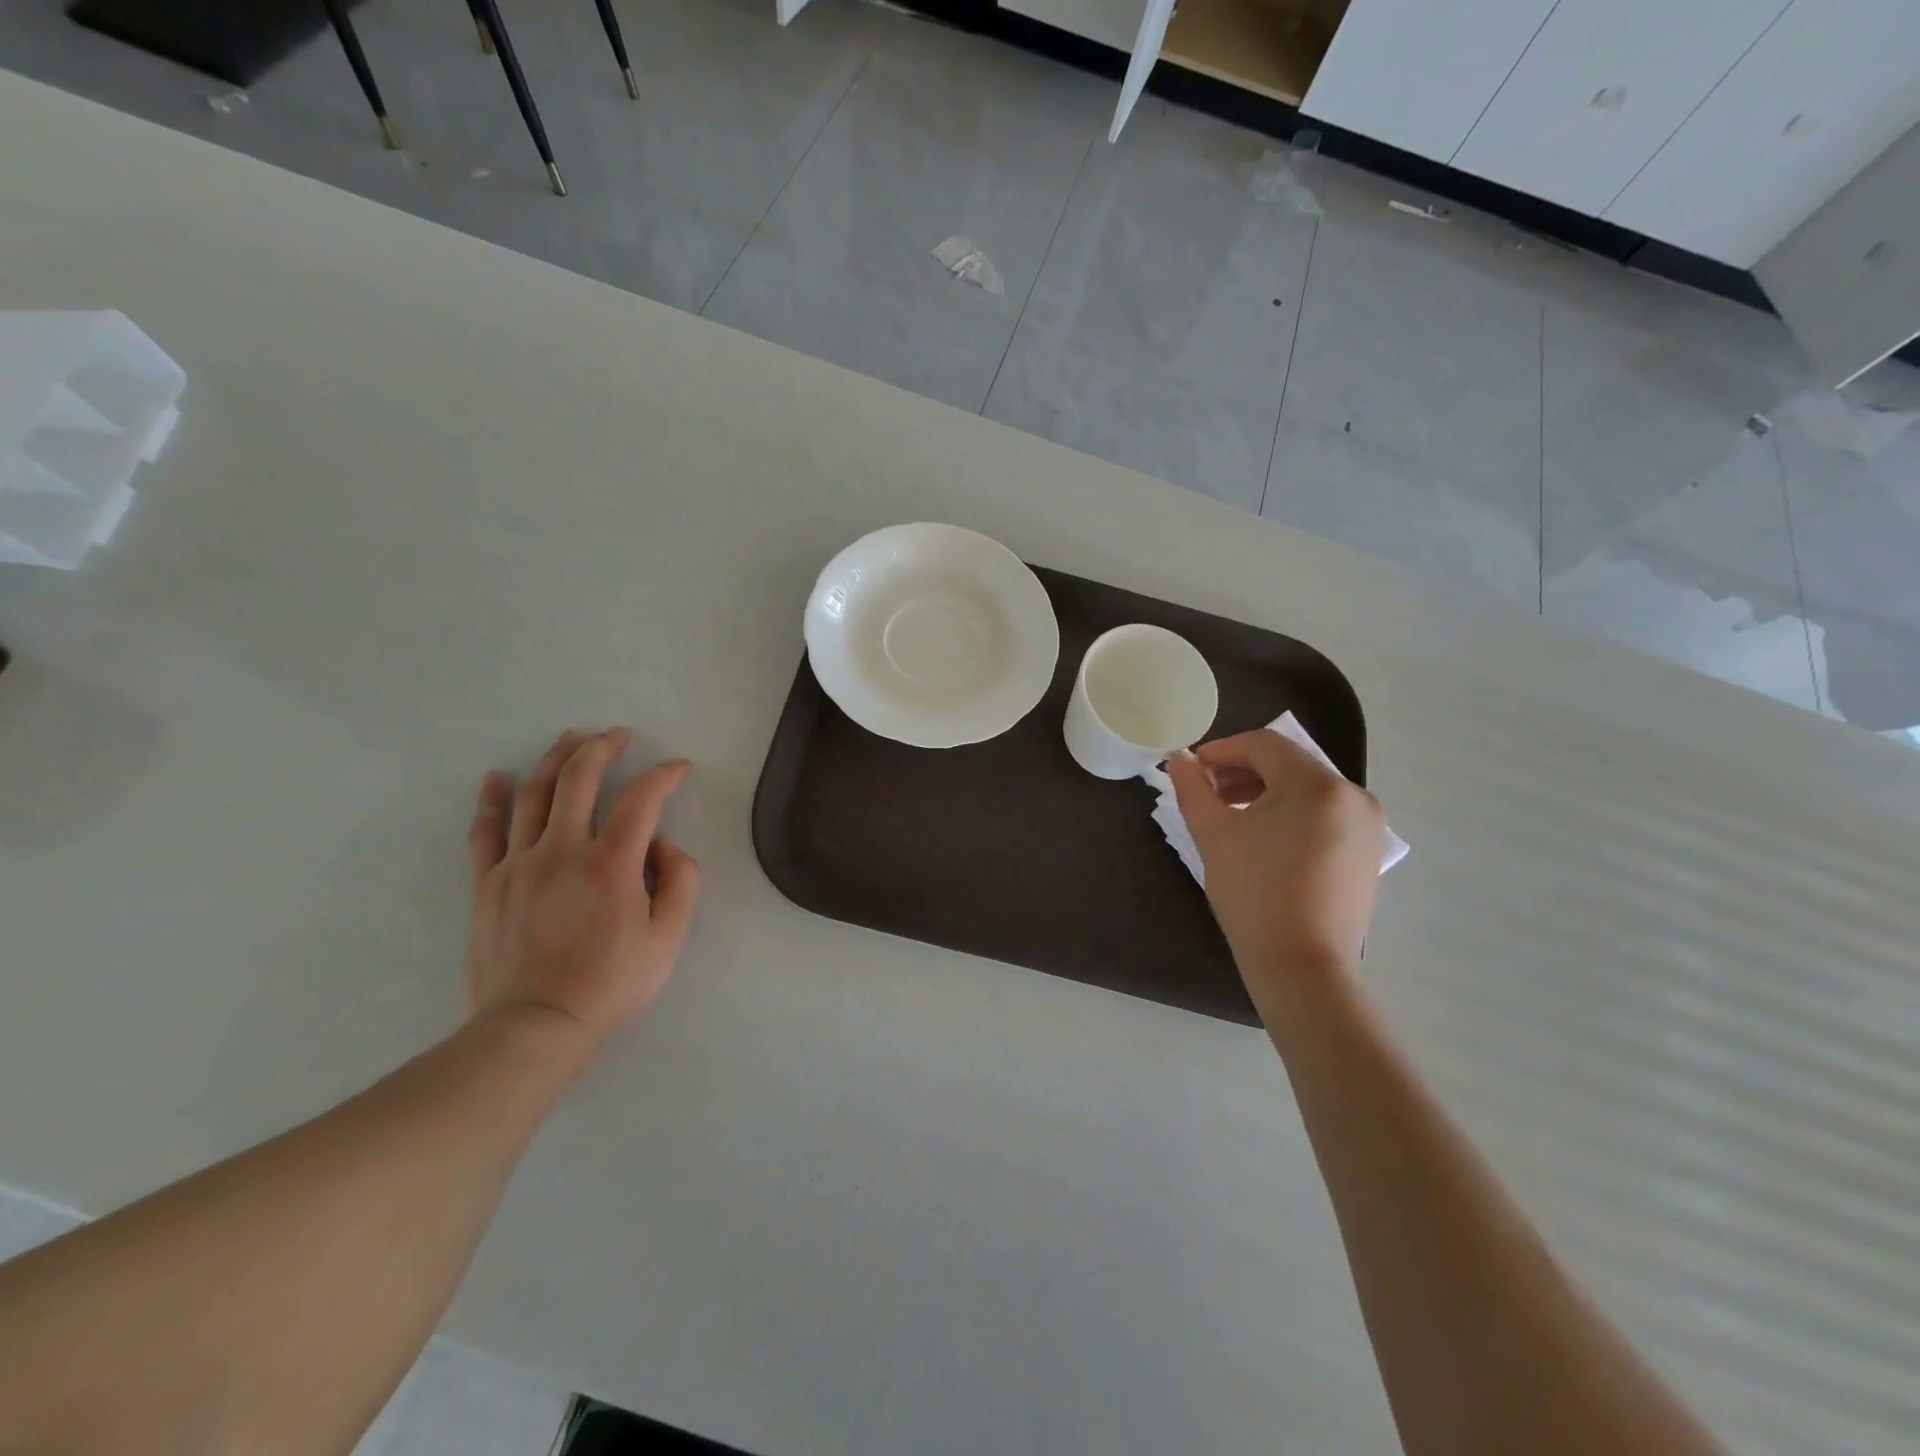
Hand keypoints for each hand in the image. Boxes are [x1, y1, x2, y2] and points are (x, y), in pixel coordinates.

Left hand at [465, 728, 699, 1058]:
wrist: (535, 1025)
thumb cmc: (611, 983)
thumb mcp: (669, 937)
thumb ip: (680, 881)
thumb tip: (663, 846)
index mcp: (611, 863)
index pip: (642, 799)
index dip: (664, 775)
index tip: (678, 767)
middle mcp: (563, 850)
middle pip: (580, 779)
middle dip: (602, 748)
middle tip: (617, 735)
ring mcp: (519, 864)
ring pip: (534, 794)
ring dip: (555, 758)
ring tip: (571, 738)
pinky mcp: (489, 883)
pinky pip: (486, 831)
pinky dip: (493, 799)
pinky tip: (497, 778)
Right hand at [1166, 730, 1384, 1004]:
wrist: (1302, 966)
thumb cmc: (1253, 893)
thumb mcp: (1214, 834)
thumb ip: (1193, 788)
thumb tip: (1179, 759)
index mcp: (1317, 784)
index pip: (1264, 745)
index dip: (1222, 750)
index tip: (1192, 769)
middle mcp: (1352, 794)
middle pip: (1288, 764)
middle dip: (1242, 772)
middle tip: (1207, 794)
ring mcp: (1367, 825)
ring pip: (1306, 789)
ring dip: (1265, 792)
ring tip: (1231, 816)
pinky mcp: (1367, 851)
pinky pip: (1324, 814)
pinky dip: (1291, 814)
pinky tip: (1264, 839)